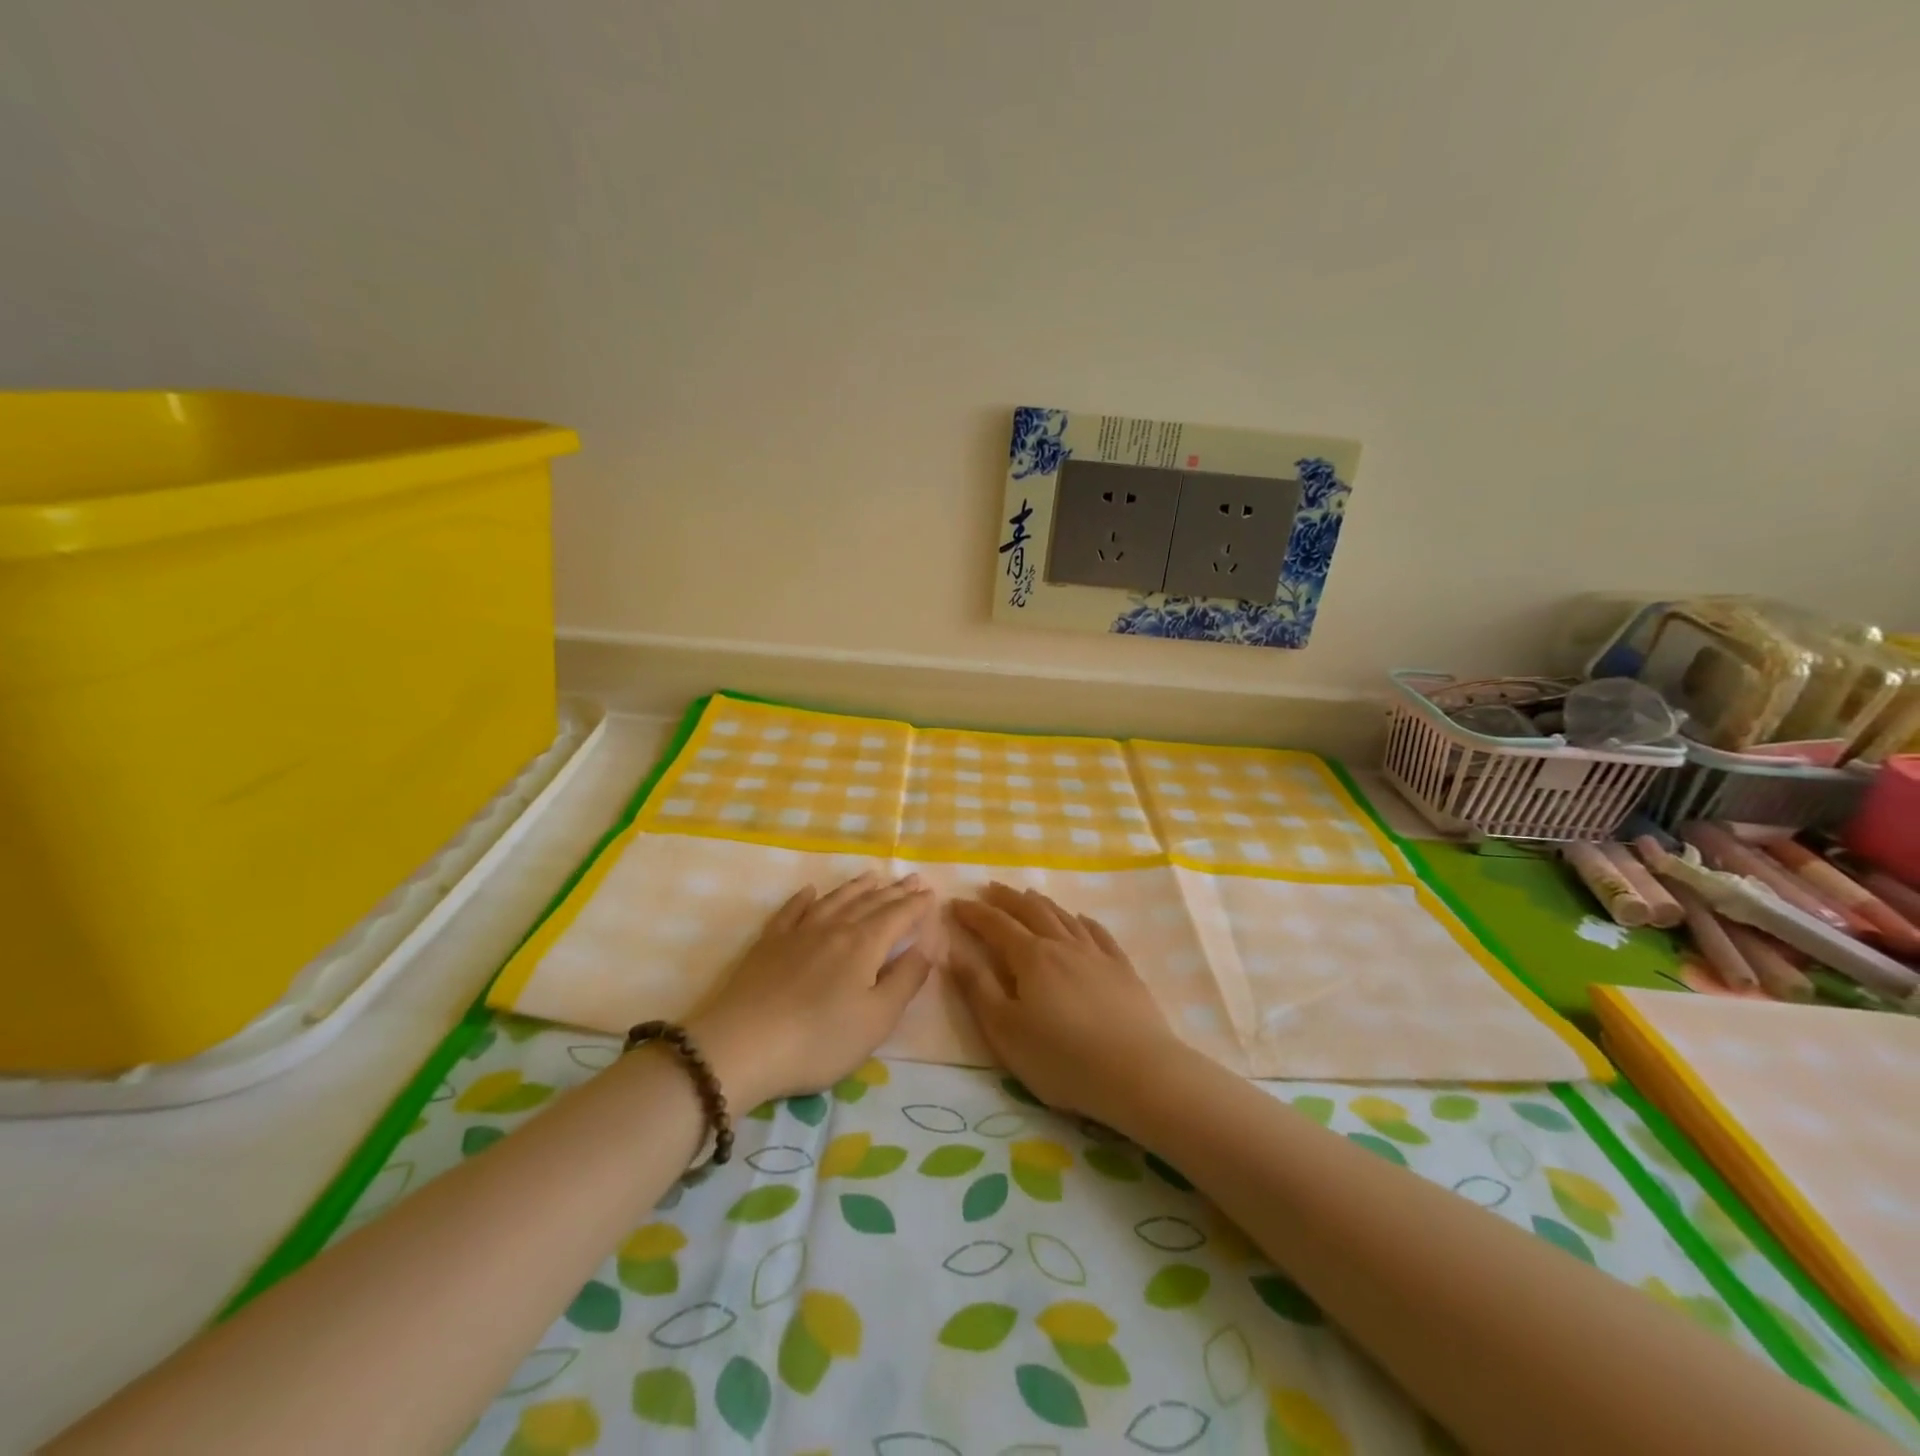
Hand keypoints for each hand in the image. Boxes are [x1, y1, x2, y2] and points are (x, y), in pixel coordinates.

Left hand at [689, 872, 936, 1107]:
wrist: (742, 1045)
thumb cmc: (819, 1039)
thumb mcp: (876, 1019)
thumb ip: (906, 980)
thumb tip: (927, 947)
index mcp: (864, 945)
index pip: (898, 916)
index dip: (916, 905)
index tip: (931, 893)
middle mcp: (834, 928)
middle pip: (869, 903)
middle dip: (894, 891)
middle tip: (911, 878)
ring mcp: (798, 933)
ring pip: (834, 900)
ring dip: (856, 887)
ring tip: (872, 876)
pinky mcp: (768, 944)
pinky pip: (791, 911)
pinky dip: (803, 898)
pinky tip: (810, 891)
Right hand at [949, 883, 1180, 1120]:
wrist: (1137, 1073)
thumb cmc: (1061, 1058)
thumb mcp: (1005, 1030)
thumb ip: (978, 988)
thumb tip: (954, 952)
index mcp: (1031, 958)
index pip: (996, 925)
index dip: (974, 913)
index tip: (956, 903)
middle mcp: (1063, 945)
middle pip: (1032, 911)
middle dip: (1007, 898)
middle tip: (990, 888)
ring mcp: (1097, 955)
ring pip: (1064, 917)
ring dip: (1042, 903)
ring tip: (1029, 895)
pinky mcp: (1123, 970)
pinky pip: (1100, 934)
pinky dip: (1083, 921)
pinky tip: (1081, 919)